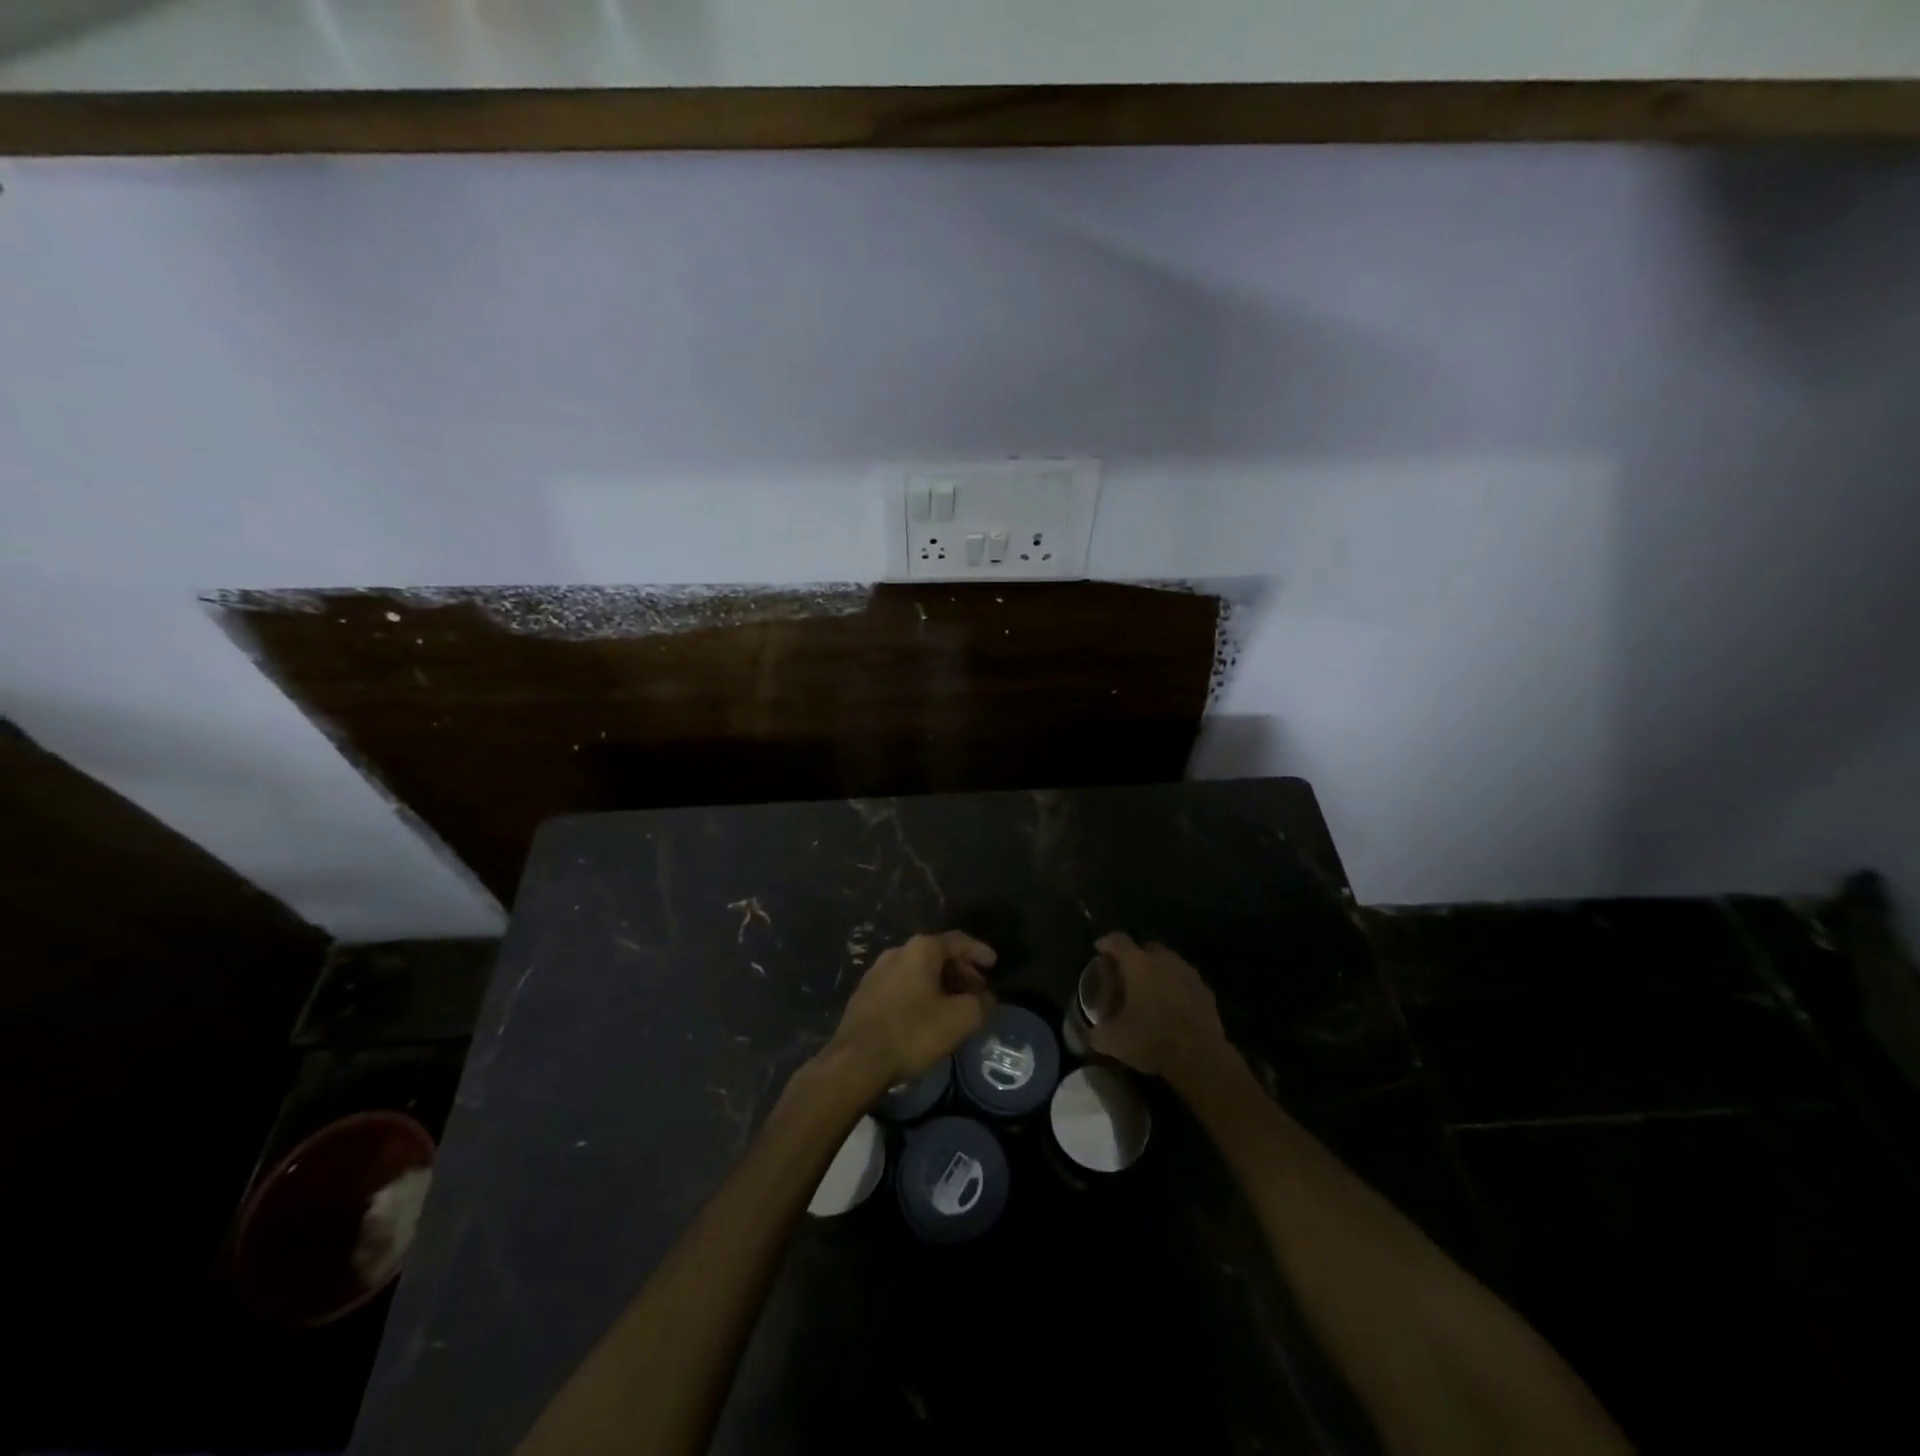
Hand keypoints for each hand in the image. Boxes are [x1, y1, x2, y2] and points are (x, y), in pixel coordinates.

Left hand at [829, 931, 996, 1085]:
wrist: (856, 1060)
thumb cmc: (912, 1031)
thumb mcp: (959, 1019)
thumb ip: (980, 1003)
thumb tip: (986, 998)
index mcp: (920, 949)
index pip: (958, 940)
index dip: (979, 951)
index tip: (994, 963)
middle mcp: (897, 952)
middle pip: (936, 955)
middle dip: (960, 971)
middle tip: (977, 991)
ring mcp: (876, 973)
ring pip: (918, 972)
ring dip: (940, 985)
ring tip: (955, 1007)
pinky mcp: (864, 995)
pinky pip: (901, 986)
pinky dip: (920, 994)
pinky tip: (927, 1017)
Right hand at [1088, 931, 1227, 1079]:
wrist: (1200, 1057)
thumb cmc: (1152, 1039)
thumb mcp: (1114, 1041)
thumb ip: (1097, 1033)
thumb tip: (1093, 1034)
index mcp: (1139, 964)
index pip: (1118, 941)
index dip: (1106, 942)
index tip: (1099, 948)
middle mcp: (1164, 961)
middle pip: (1146, 947)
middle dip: (1134, 955)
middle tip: (1125, 972)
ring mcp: (1188, 974)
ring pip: (1168, 962)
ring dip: (1157, 970)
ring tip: (1148, 988)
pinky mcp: (1206, 991)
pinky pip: (1184, 981)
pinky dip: (1175, 986)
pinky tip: (1170, 1005)